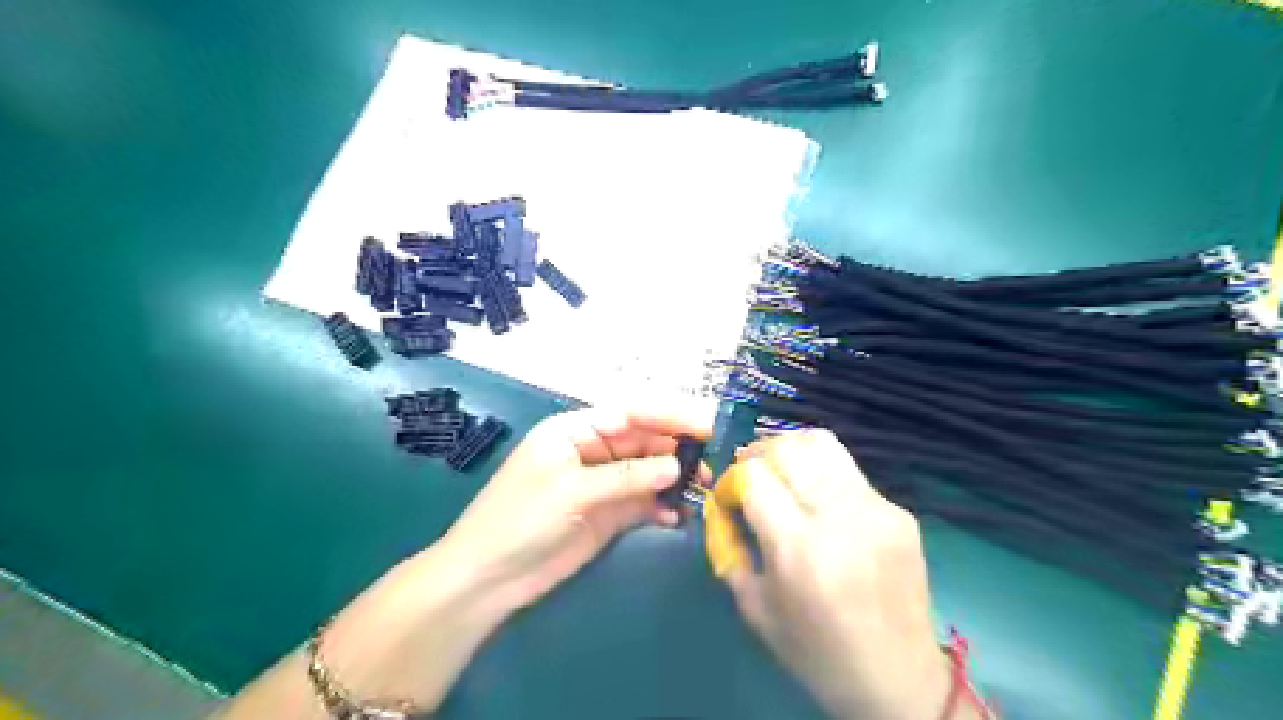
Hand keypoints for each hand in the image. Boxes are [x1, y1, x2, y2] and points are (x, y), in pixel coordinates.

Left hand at [212, 406, 709, 718]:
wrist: (488, 578)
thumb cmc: (520, 519)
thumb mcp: (572, 490)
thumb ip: (627, 476)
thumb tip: (677, 465)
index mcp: (575, 430)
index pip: (630, 414)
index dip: (668, 417)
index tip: (704, 426)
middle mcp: (591, 451)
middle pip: (642, 441)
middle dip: (676, 449)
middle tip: (709, 465)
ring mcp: (600, 483)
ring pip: (646, 471)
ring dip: (672, 478)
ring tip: (700, 490)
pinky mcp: (606, 514)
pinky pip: (641, 502)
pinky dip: (659, 506)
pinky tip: (675, 516)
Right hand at [718, 429, 955, 719]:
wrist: (898, 681)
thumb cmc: (815, 652)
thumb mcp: (755, 606)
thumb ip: (730, 547)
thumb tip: (722, 505)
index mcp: (798, 548)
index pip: (754, 475)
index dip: (733, 479)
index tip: (731, 499)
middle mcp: (839, 517)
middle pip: (788, 447)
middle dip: (759, 454)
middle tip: (753, 477)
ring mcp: (876, 509)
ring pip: (822, 443)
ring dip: (791, 452)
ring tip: (784, 474)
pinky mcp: (900, 513)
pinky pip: (849, 473)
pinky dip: (823, 476)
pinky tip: (822, 505)